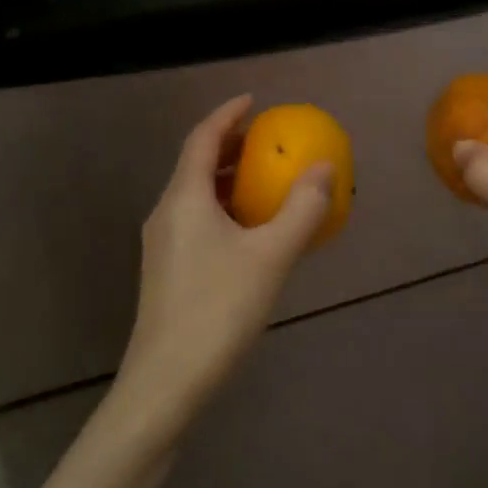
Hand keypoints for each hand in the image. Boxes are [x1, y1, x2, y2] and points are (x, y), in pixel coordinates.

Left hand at [116, 95, 331, 435]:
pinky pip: (197, 219)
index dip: (228, 114)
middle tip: (267, 139)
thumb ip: (302, 209)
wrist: (164, 386)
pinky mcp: (167, 271)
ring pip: (196, 194)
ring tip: (265, 180)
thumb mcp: (271, 257)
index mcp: (185, 198)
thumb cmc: (218, 310)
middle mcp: (167, 213)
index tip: (255, 101)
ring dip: (229, 179)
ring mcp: (163, 244)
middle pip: (197, 163)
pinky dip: (225, 207)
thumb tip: (325, 168)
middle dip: (231, 145)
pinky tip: (251, 231)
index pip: (202, 138)